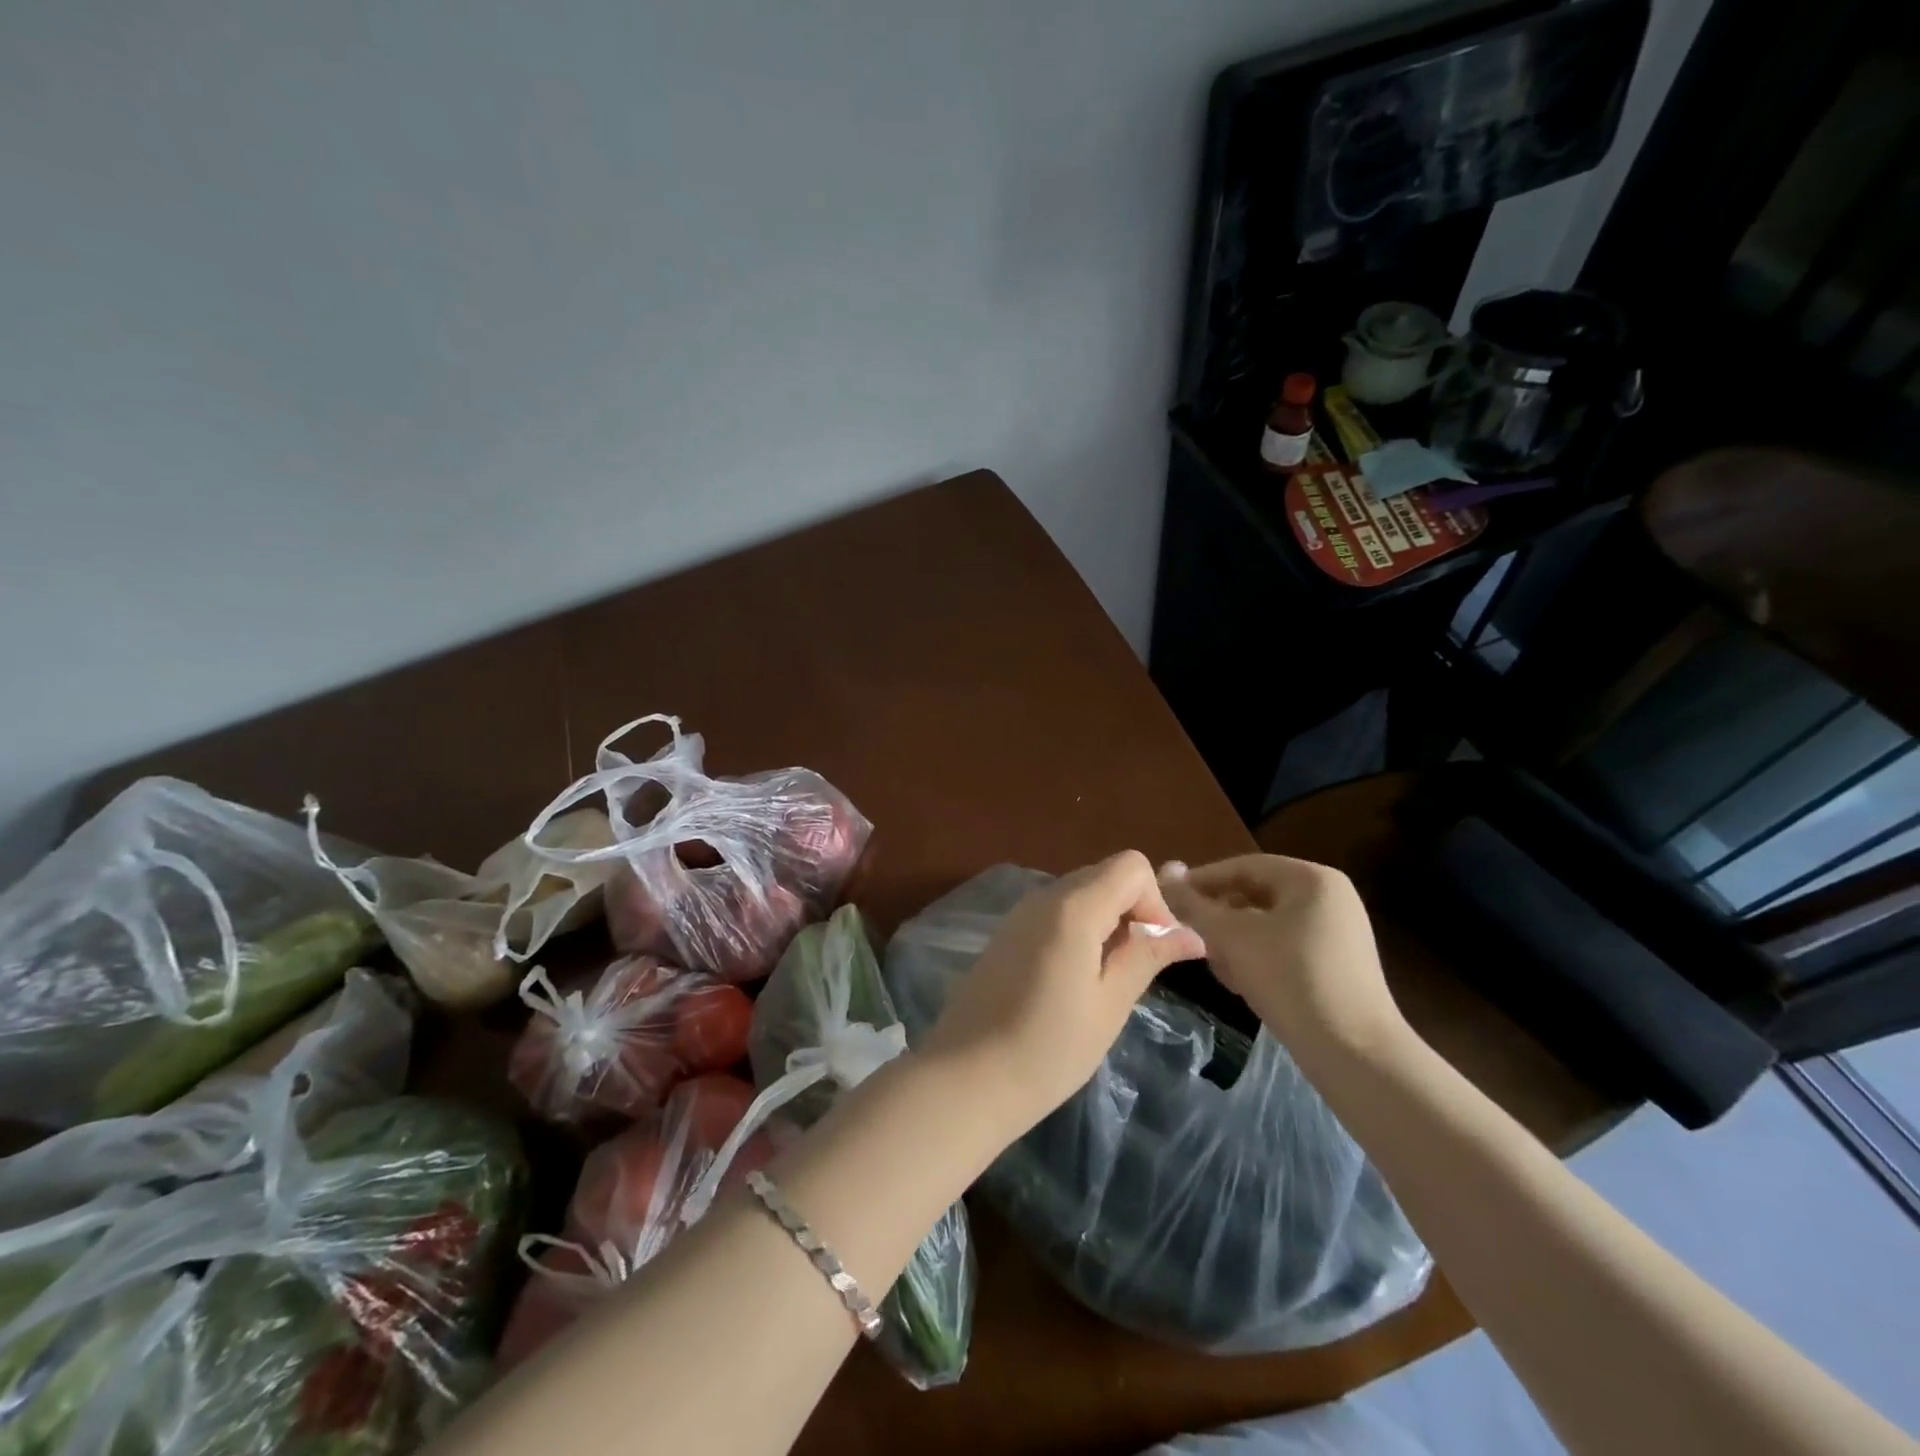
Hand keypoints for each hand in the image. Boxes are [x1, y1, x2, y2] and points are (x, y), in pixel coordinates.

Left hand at [921, 851, 1205, 1137]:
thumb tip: (1192, 934)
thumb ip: (1147, 957)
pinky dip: (1080, 931)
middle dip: (1133, 911)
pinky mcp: (1007, 933)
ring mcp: (1020, 913)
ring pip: (1081, 894)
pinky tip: (1074, 981)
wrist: (965, 1077)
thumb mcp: (1109, 1005)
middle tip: (1135, 970)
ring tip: (1106, 982)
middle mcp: (1044, 896)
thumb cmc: (1048, 1049)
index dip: (1154, 901)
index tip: (1153, 951)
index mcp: (1073, 907)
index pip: (1131, 866)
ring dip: (1107, 924)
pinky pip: (1056, 913)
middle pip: (1105, 875)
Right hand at [1158, 855, 1406, 1059]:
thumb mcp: (1232, 937)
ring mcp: (1336, 932)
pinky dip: (1257, 957)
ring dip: (1233, 941)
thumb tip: (1165, 874)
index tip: (1167, 899)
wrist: (1354, 1053)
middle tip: (1188, 936)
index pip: (1242, 866)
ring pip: (1266, 923)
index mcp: (1312, 878)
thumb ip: (1194, 904)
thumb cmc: (1290, 978)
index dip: (1200, 881)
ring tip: (1216, 965)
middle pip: (1254, 895)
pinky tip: (1241, 983)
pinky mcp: (1336, 965)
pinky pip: (1283, 946)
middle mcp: (1329, 897)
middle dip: (1218, 917)